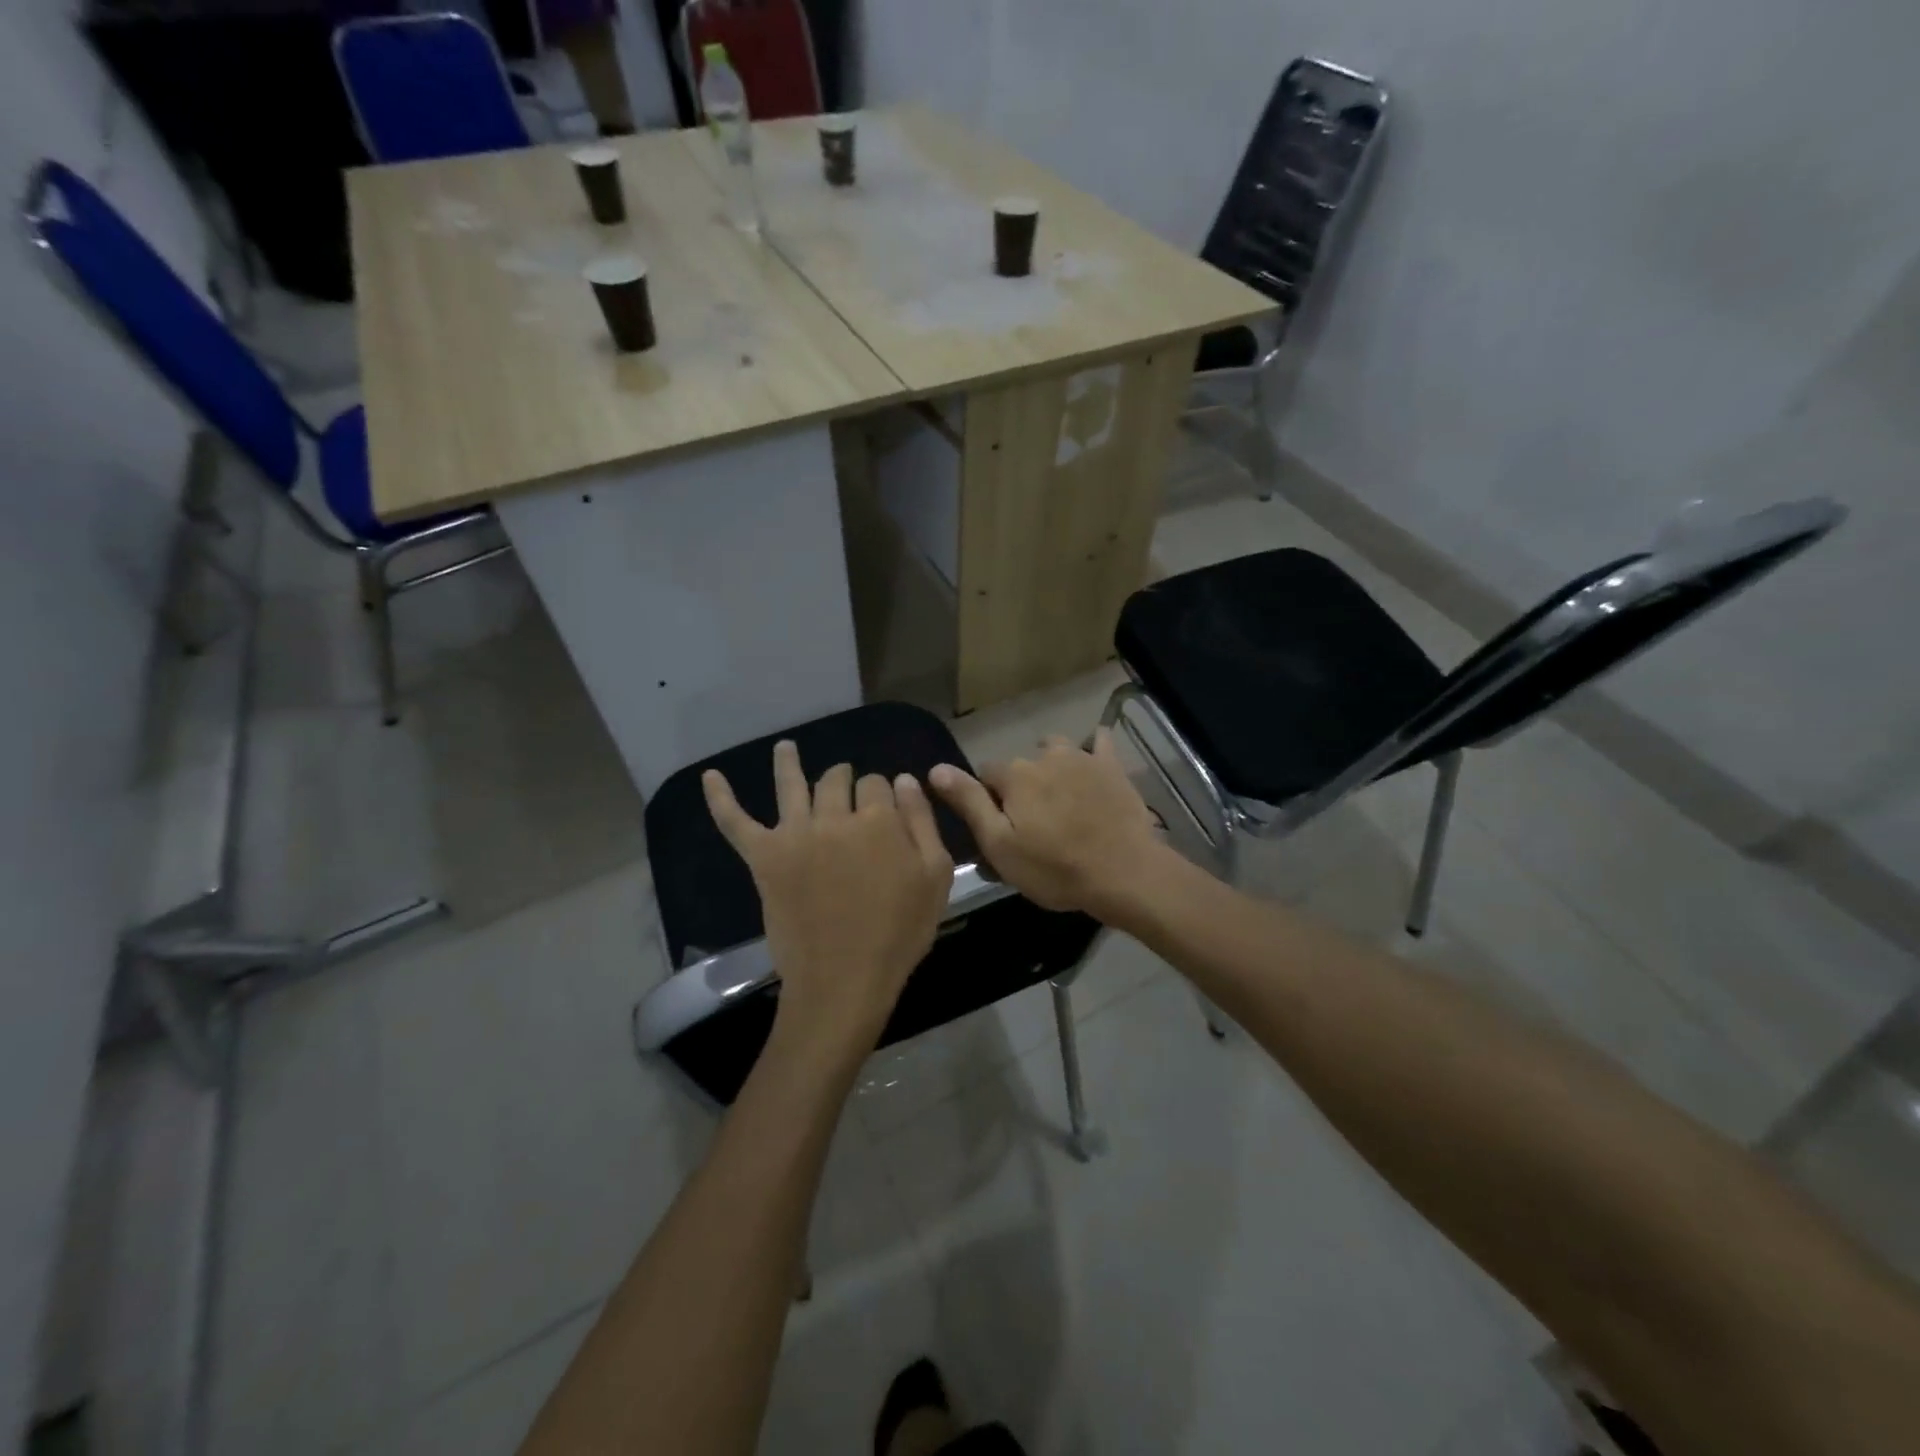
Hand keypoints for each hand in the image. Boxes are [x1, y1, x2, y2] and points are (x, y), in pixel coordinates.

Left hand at [703, 741, 952, 1057]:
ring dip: (788, 762)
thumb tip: (904, 779)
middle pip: (837, 780)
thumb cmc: (899, 932)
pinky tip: (709, 777)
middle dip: (845, 779)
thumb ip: (922, 822)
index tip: (887, 811)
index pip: (877, 784)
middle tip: (848, 788)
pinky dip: (721, 799)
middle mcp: (833, 817)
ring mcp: (794, 835)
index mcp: (877, 820)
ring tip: (785, 747)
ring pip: (791, 786)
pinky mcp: (764, 858)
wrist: (845, 980)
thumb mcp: (935, 877)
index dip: (883, 794)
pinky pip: (736, 823)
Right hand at [929, 729, 1166, 919]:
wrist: (1123, 872)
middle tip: (1031, 823)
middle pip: (1021, 764)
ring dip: (1051, 765)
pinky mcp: (1112, 766)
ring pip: (1055, 749)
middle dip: (1020, 786)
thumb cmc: (1054, 868)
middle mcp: (1045, 756)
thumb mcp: (999, 844)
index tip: (997, 826)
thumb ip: (968, 803)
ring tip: (1059, 796)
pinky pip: (1099, 743)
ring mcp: (1082, 757)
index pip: (986, 773)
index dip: (986, 798)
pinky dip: (1093, 748)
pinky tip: (1094, 760)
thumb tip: (935, 769)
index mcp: (1015, 776)